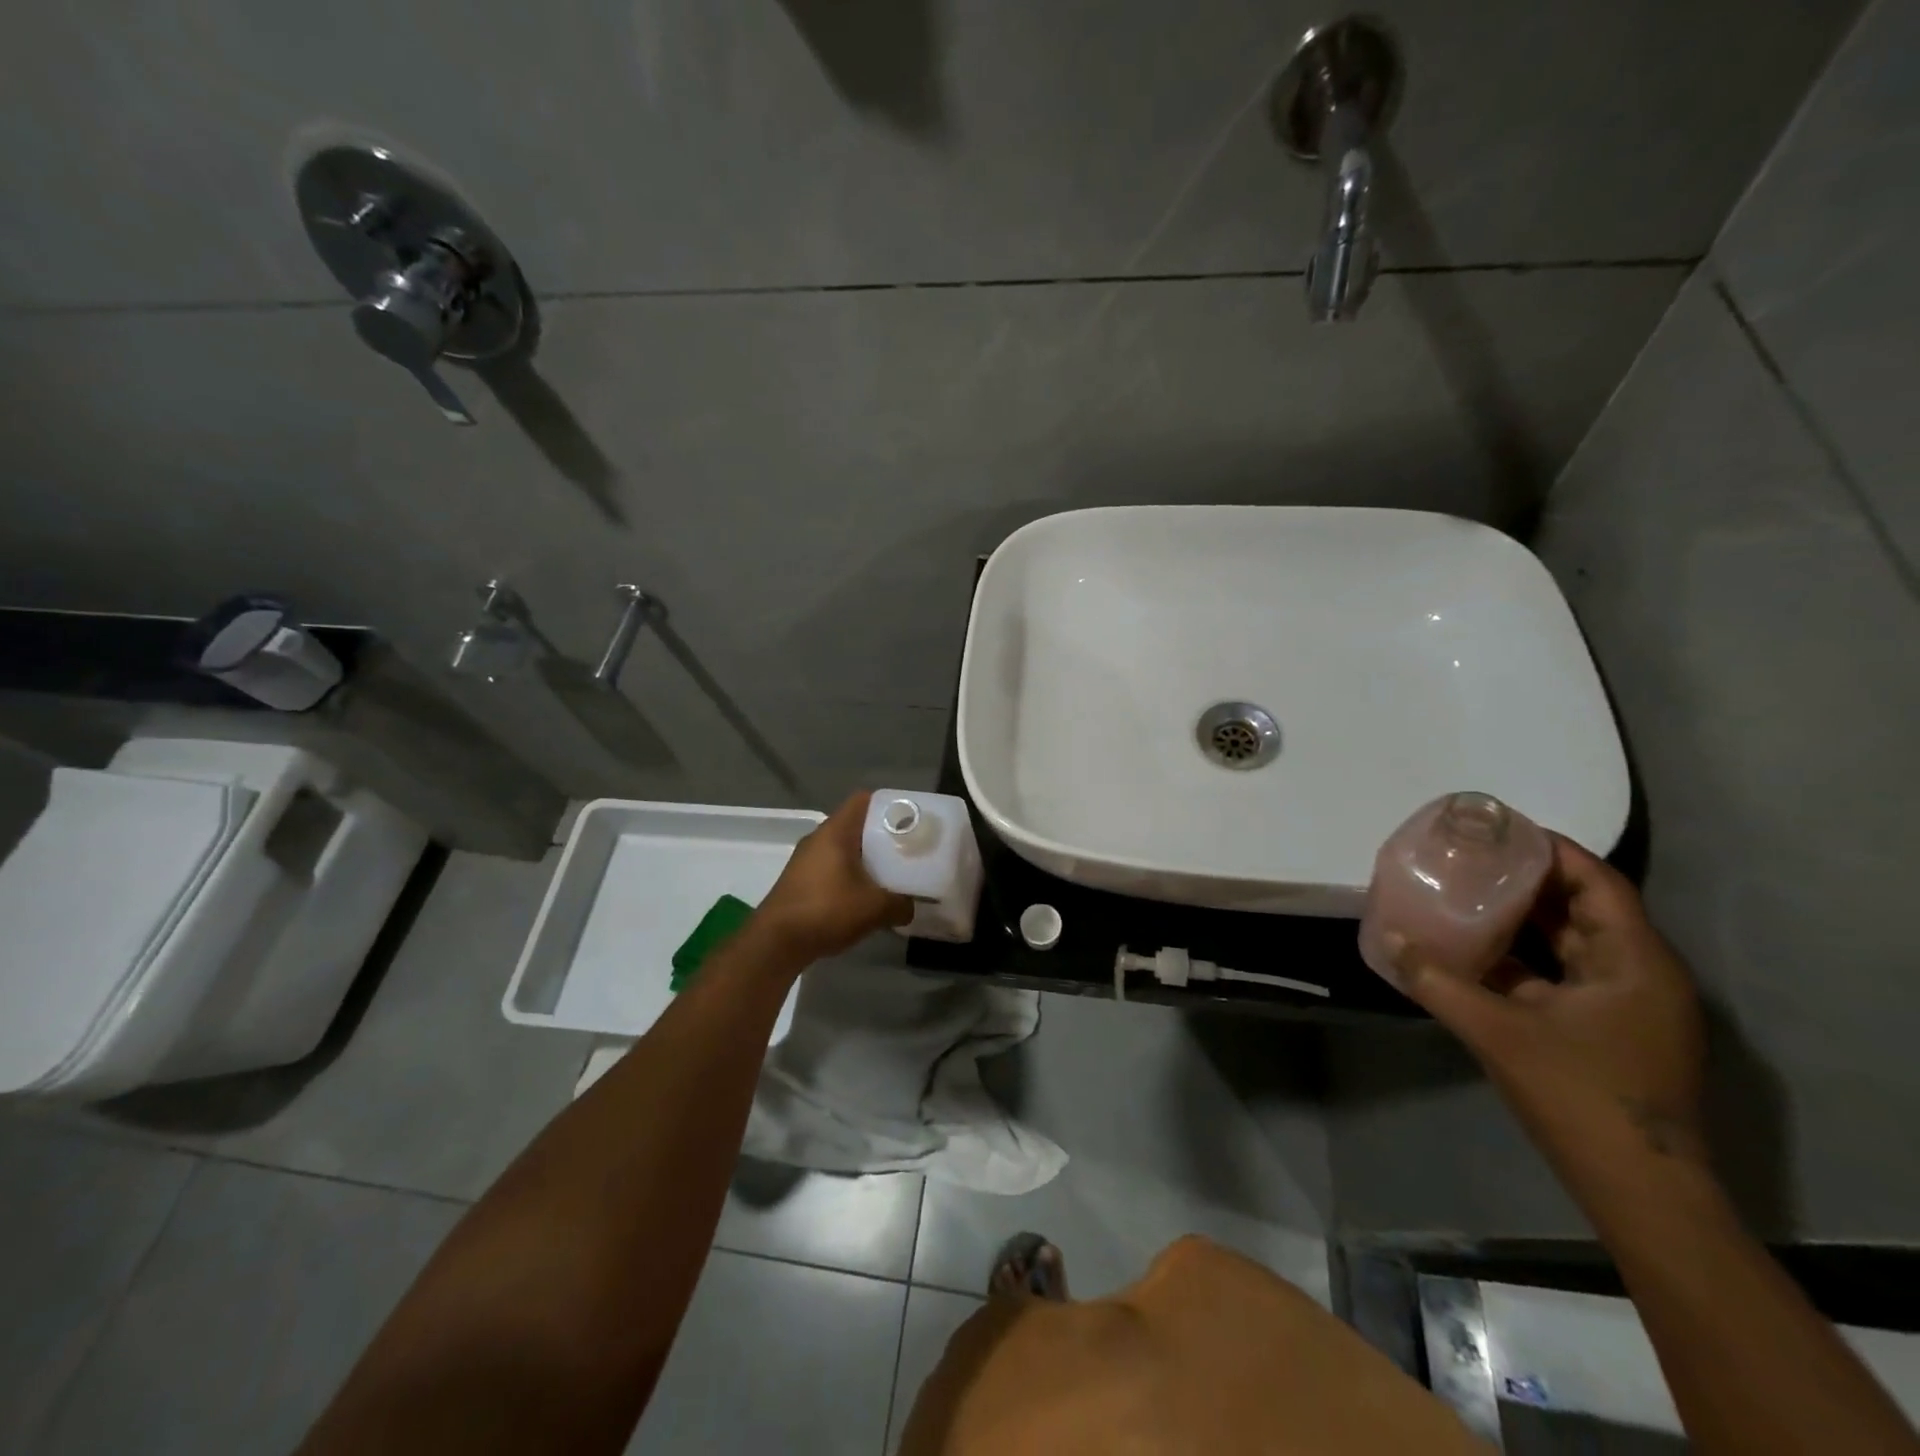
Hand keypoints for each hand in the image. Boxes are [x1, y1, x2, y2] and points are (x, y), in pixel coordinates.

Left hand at [753, 792, 912, 963]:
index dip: (888, 806)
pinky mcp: (800, 881)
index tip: (908, 820)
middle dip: (881, 836)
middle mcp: (818, 839)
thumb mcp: (874, 908)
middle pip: (855, 825)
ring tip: (890, 875)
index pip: (863, 800)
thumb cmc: (826, 910)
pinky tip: (863, 898)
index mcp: (835, 832)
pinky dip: (849, 877)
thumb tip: (911, 906)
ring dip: (865, 860)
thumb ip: (900, 904)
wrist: (775, 943)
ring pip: (843, 849)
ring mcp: (805, 861)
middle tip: (906, 850)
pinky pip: (832, 868)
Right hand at [1396, 834, 1709, 1170]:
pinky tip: (1477, 953)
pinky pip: (1564, 978)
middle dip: (1529, 881)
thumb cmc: (1579, 1095)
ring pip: (1573, 945)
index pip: (1597, 882)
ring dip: (1524, 921)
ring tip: (1468, 894)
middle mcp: (1640, 975)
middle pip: (1584, 909)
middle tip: (1472, 858)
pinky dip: (1525, 960)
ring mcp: (1627, 1007)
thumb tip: (1390, 940)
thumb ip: (1437, 981)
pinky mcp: (1610, 1033)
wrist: (1640, 1189)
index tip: (1500, 830)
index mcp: (1634, 961)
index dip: (1552, 850)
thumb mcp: (1497, 1031)